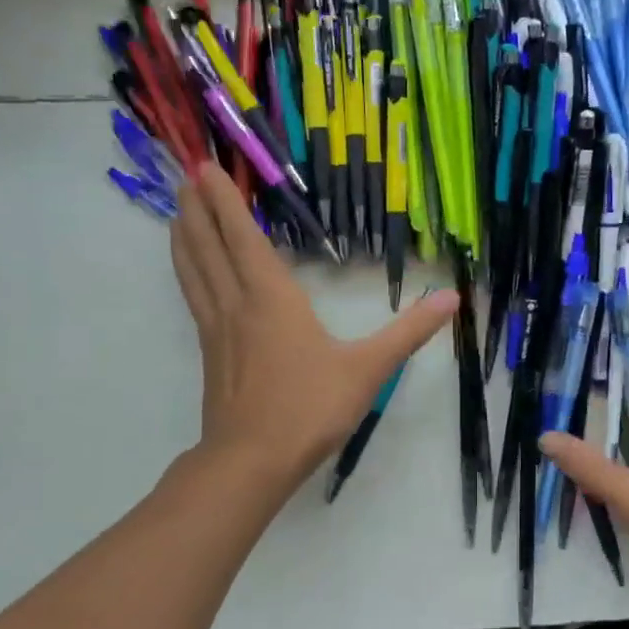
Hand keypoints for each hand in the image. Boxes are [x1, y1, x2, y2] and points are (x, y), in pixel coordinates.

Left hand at [169, 165, 457, 492]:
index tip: (205, 167)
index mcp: (270, 298)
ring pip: (193, 270)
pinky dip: (188, 272)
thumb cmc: (309, 408)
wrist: (252, 461)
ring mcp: (216, 329)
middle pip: (208, 245)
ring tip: (177, 210)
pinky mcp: (210, 353)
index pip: (241, 236)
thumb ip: (408, 331)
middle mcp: (236, 304)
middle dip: (196, 207)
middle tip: (188, 174)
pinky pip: (194, 297)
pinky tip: (191, 274)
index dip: (223, 200)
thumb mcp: (369, 369)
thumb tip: (451, 297)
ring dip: (185, 236)